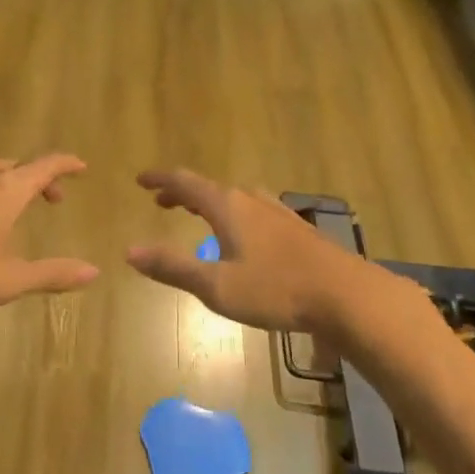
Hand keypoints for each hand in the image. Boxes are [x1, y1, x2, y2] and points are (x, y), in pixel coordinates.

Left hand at [0, 155, 98, 314]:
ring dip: (10, 183)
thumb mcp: (7, 280)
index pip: (46, 165)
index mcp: (7, 189)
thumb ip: (52, 274)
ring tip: (14, 206)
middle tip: (52, 198)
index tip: (81, 167)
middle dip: (40, 179)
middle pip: (19, 167)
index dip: (67, 164)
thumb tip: (93, 271)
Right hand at [125, 168, 372, 334]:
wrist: (345, 294)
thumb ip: (174, 267)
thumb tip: (130, 250)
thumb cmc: (276, 289)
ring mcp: (276, 211)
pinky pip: (252, 210)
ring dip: (208, 203)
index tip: (140, 179)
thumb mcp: (217, 286)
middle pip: (209, 188)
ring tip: (197, 214)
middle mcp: (250, 199)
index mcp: (227, 206)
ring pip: (233, 198)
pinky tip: (243, 235)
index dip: (160, 179)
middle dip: (182, 193)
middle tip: (161, 201)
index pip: (185, 182)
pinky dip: (232, 214)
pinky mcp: (295, 228)